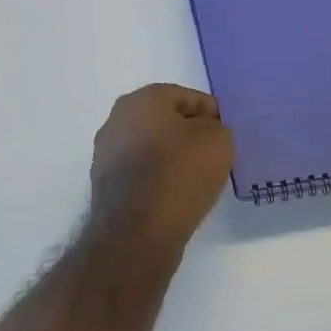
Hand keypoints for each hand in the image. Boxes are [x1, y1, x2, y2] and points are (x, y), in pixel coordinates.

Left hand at [90, 84, 234, 252]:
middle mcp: (117, 119)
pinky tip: (174, 195)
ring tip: (196, 178)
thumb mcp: (217, 141)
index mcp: (142, 99)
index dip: (211, 114)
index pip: (187, 97)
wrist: (137, 232)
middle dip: (189, 134)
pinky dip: (157, 178)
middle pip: (165, 120)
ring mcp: (106, 153)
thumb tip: (204, 133)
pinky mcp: (104, 185)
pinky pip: (140, 172)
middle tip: (213, 154)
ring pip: (151, 146)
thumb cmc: (179, 174)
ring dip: (172, 157)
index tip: (226, 136)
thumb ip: (216, 127)